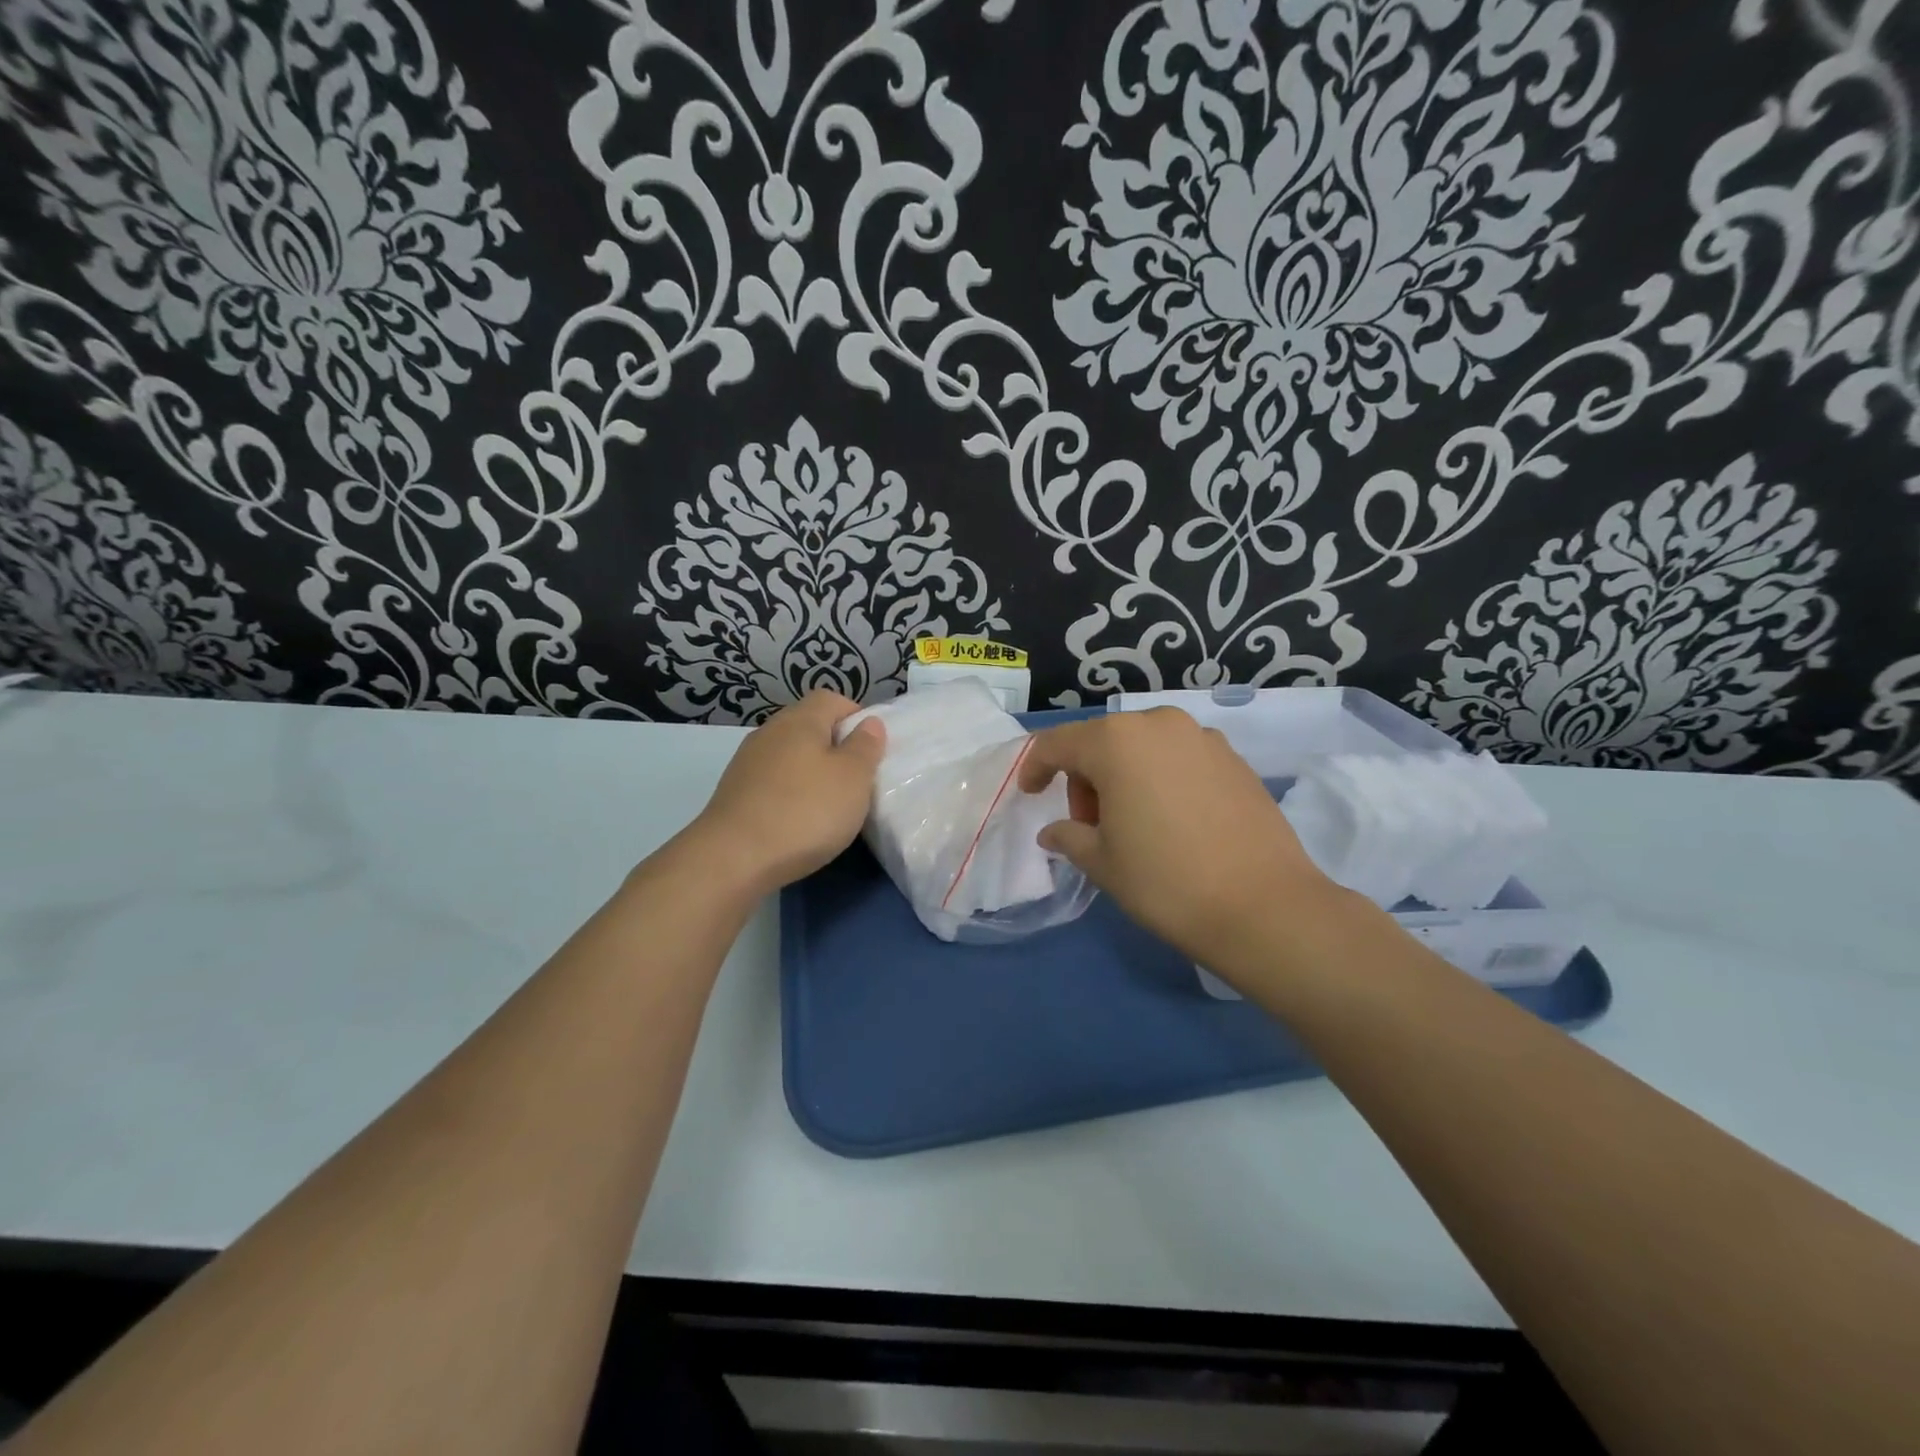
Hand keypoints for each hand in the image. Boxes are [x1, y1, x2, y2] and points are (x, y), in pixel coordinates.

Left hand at [686, 691, 885, 897]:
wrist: (733, 859)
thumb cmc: (805, 811)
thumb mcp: (852, 778)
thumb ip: (865, 747)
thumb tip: (869, 722)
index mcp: (800, 720)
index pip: (831, 699)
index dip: (855, 717)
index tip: (871, 749)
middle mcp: (769, 732)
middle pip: (808, 726)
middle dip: (834, 747)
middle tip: (855, 780)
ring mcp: (747, 763)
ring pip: (789, 755)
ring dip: (811, 773)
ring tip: (829, 804)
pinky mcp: (735, 793)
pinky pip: (772, 782)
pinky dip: (789, 793)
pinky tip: (798, 821)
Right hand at [1018, 708, 1338, 970]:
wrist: (1264, 907)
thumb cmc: (1166, 881)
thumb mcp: (1102, 862)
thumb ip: (1069, 835)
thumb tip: (1055, 831)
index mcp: (1116, 741)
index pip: (1057, 744)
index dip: (1035, 768)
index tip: (1030, 794)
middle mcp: (1159, 725)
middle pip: (1102, 742)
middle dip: (1085, 778)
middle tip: (1090, 825)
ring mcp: (1203, 738)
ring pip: (1143, 748)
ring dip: (1124, 777)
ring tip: (1134, 824)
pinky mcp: (1234, 759)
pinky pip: (1179, 758)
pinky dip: (1161, 779)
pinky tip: (1173, 821)